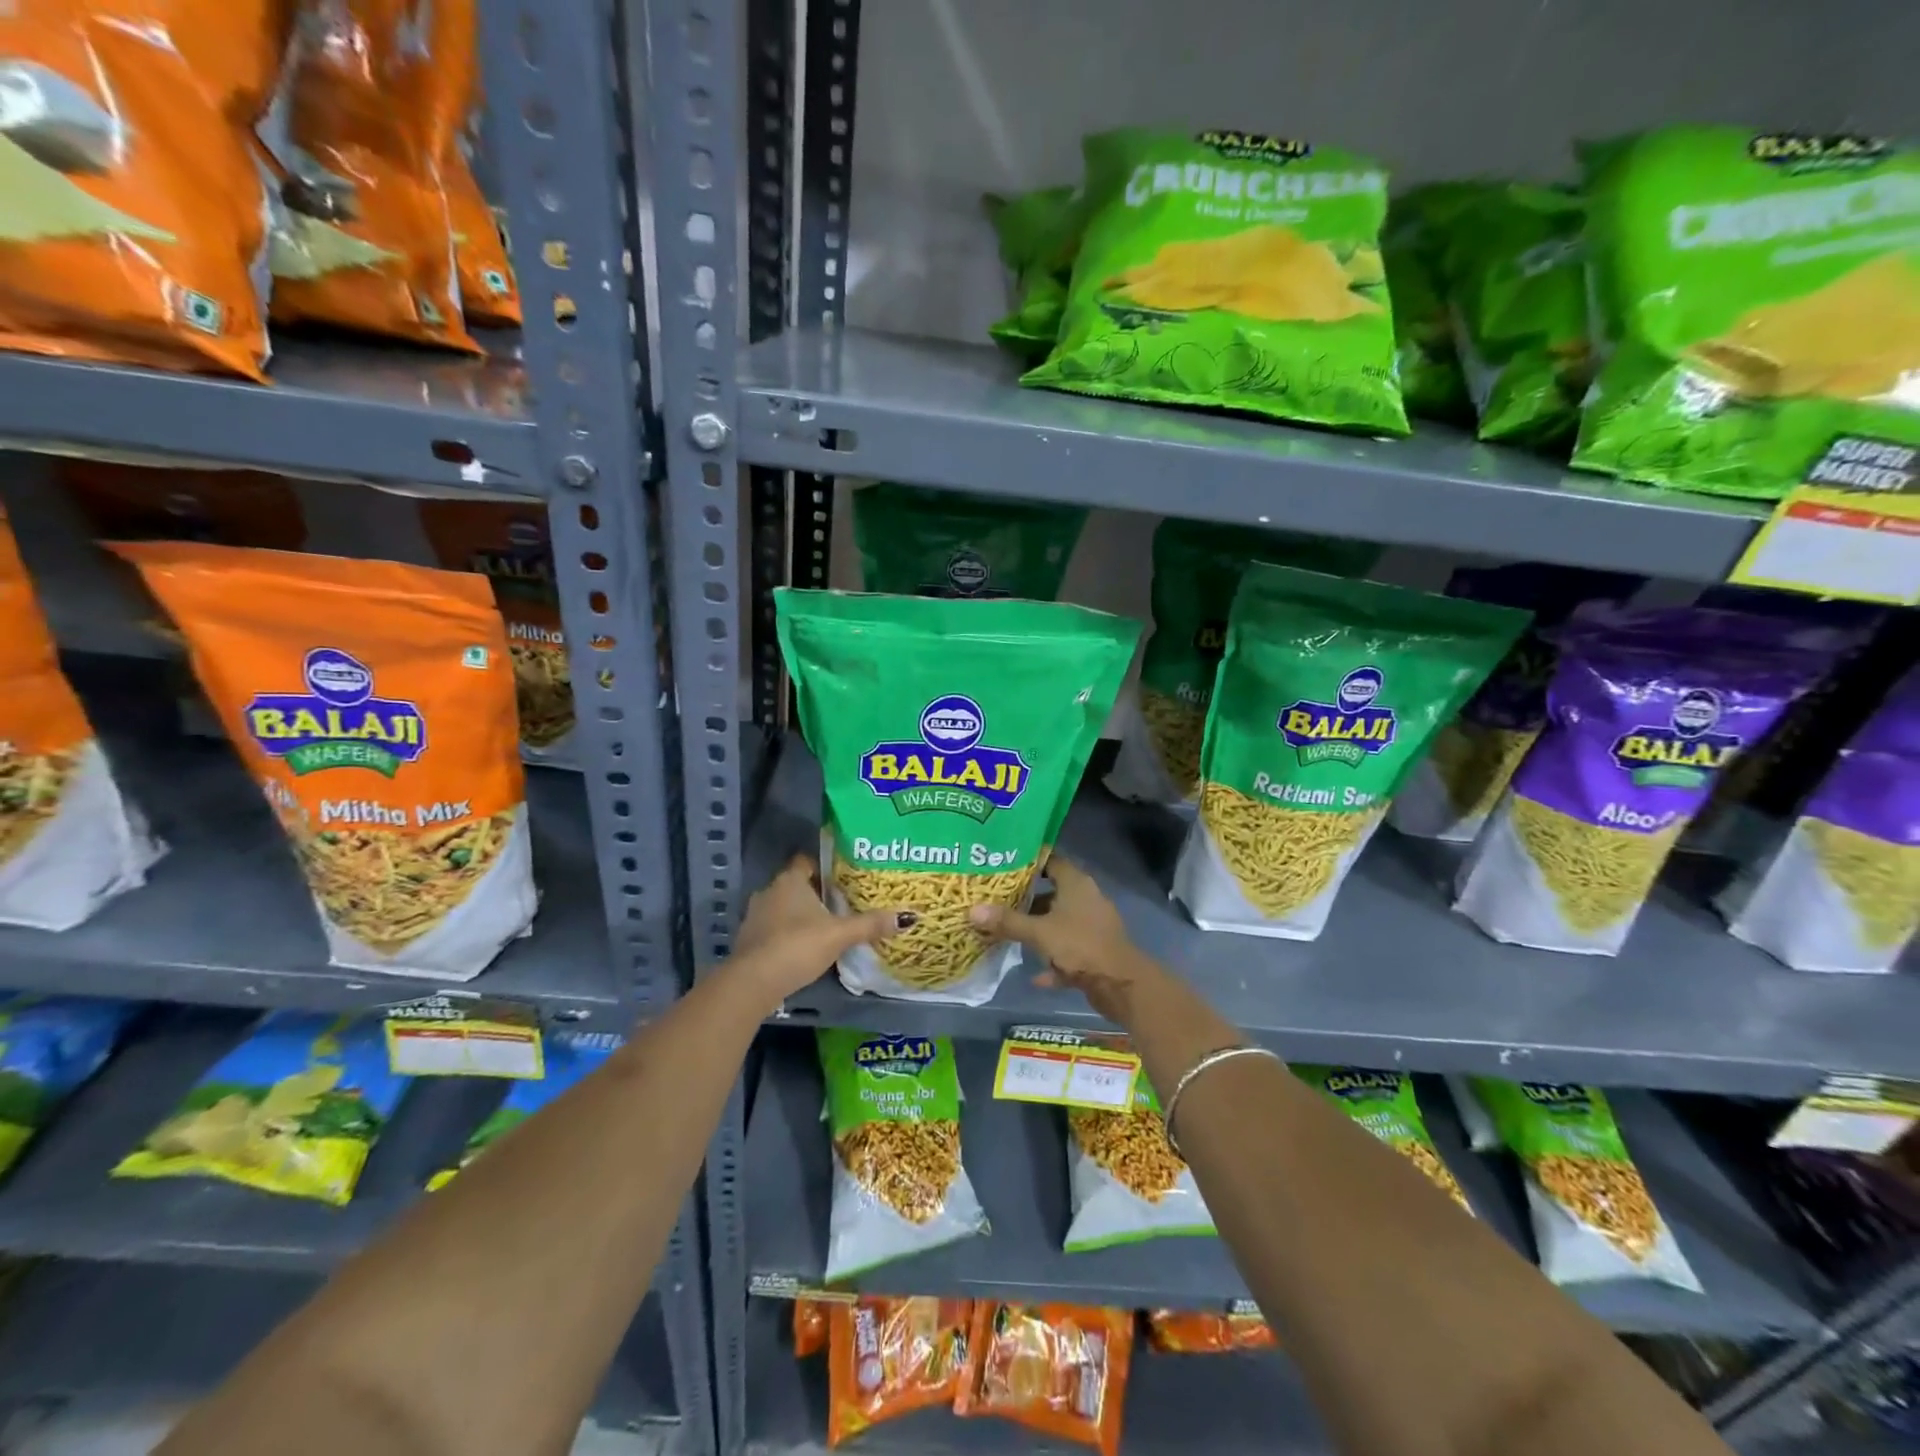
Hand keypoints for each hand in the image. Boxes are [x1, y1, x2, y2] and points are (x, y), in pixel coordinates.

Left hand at [730, 855, 906, 1006]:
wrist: (753, 983)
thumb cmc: (797, 946)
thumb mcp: (839, 935)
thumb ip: (870, 924)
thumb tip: (907, 916)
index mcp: (790, 880)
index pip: (807, 861)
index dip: (825, 866)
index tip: (844, 877)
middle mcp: (769, 891)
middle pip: (797, 885)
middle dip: (816, 893)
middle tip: (842, 903)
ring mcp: (754, 916)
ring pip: (783, 908)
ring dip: (800, 915)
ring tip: (826, 927)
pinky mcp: (748, 940)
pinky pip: (773, 929)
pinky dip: (787, 934)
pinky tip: (804, 948)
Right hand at [969, 856, 1159, 1024]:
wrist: (1121, 984)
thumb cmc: (1079, 946)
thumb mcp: (1039, 932)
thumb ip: (1007, 921)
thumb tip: (972, 910)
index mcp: (1076, 884)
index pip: (1051, 861)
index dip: (1029, 863)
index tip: (1004, 867)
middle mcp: (1086, 899)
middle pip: (1054, 892)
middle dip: (1028, 899)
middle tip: (998, 900)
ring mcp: (1093, 926)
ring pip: (1060, 922)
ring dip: (1039, 930)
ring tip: (1010, 933)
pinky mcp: (1096, 951)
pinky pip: (1068, 950)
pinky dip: (1054, 960)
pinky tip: (1036, 975)